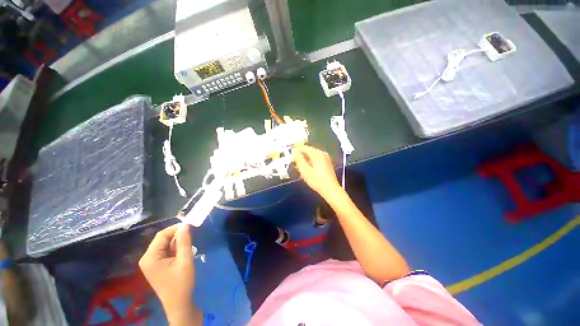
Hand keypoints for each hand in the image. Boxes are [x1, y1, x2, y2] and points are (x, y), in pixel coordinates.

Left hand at [139, 224, 194, 317]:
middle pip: (163, 239)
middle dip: (177, 237)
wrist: (179, 303)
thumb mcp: (185, 260)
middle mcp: (147, 258)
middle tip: (191, 241)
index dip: (176, 228)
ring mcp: (151, 262)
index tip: (191, 227)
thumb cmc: (181, 283)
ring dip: (177, 244)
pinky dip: (176, 250)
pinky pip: (166, 251)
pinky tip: (183, 256)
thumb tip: (185, 224)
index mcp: (150, 257)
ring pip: (165, 245)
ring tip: (188, 250)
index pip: (161, 235)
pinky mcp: (156, 265)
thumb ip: (184, 241)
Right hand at [292, 145, 340, 197]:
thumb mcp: (305, 170)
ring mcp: (325, 157)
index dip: (295, 151)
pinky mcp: (327, 163)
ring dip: (304, 160)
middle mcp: (321, 153)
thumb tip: (293, 151)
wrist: (331, 189)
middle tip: (293, 164)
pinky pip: (316, 159)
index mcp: (316, 153)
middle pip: (308, 151)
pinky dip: (310, 162)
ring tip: (298, 168)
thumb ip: (298, 159)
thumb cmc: (316, 180)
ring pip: (311, 155)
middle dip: (300, 156)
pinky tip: (306, 169)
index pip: (303, 147)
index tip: (290, 157)